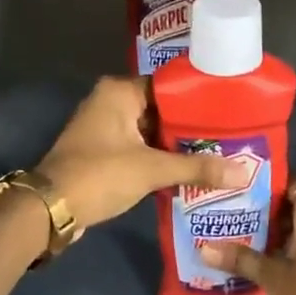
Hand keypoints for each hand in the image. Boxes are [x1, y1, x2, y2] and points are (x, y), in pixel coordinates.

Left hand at [38, 77, 249, 231]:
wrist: (51, 208)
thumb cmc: (100, 175)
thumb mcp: (151, 170)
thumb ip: (197, 168)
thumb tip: (244, 172)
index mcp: (119, 91)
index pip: (169, 86)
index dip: (199, 100)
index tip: (231, 112)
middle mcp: (110, 101)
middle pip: (162, 109)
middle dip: (191, 126)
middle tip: (231, 136)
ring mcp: (105, 127)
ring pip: (151, 131)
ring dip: (176, 145)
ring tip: (219, 153)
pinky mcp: (103, 151)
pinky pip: (139, 147)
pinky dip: (160, 158)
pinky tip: (189, 170)